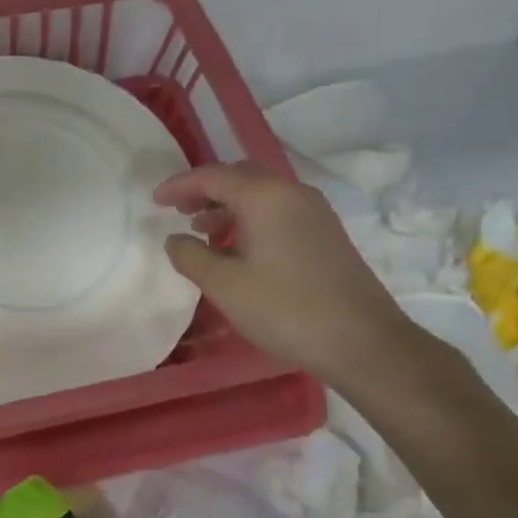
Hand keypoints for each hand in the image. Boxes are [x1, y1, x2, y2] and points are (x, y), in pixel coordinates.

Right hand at [155, 162, 414, 388]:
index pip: (213, 176)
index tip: (155, 201)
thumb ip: (191, 256)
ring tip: (203, 232)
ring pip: (261, 196)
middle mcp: (292, 193)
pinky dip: (251, 220)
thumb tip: (175, 240)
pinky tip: (239, 250)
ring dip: (228, 207)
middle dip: (205, 191)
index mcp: (265, 196)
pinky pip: (278, 212)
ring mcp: (315, 213)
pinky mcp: (326, 235)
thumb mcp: (225, 285)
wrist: (361, 341)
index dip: (180, 185)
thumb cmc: (285, 309)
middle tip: (178, 212)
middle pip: (240, 178)